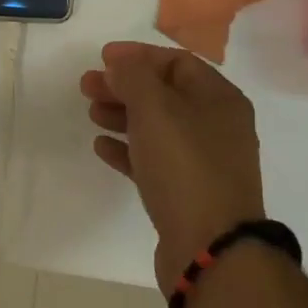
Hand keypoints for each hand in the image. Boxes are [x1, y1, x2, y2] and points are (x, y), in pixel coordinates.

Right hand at [81, 41, 266, 294]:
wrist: (211, 251)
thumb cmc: (185, 166)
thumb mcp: (155, 107)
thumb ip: (133, 76)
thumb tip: (120, 64)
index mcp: (220, 99)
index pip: (176, 61)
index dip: (138, 55)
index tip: (102, 58)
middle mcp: (217, 126)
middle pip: (164, 93)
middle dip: (124, 86)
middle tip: (87, 86)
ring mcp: (204, 163)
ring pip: (157, 127)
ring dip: (123, 115)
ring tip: (92, 114)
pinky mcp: (189, 195)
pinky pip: (154, 161)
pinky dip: (128, 149)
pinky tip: (102, 148)